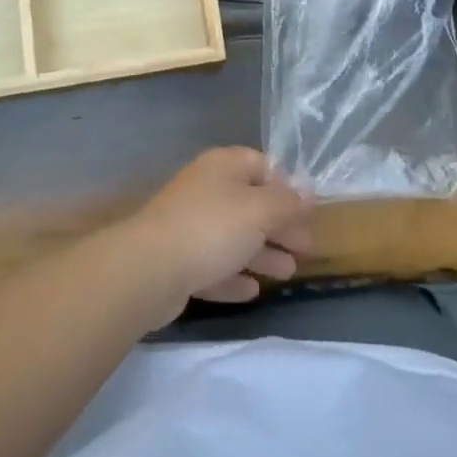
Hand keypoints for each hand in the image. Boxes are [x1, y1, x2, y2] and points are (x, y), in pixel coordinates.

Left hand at [117, 147, 313, 326]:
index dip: (287, 186)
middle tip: (307, 248)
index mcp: (223, 167)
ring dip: (263, 253)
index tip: (309, 211)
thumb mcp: (259, 210)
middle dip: (280, 225)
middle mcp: (206, 190)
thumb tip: (308, 190)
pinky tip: (252, 291)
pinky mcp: (179, 262)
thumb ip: (287, 202)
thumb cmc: (211, 229)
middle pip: (251, 204)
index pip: (262, 165)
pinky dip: (234, 276)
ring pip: (235, 237)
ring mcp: (190, 226)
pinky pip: (215, 266)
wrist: (148, 270)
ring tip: (289, 272)